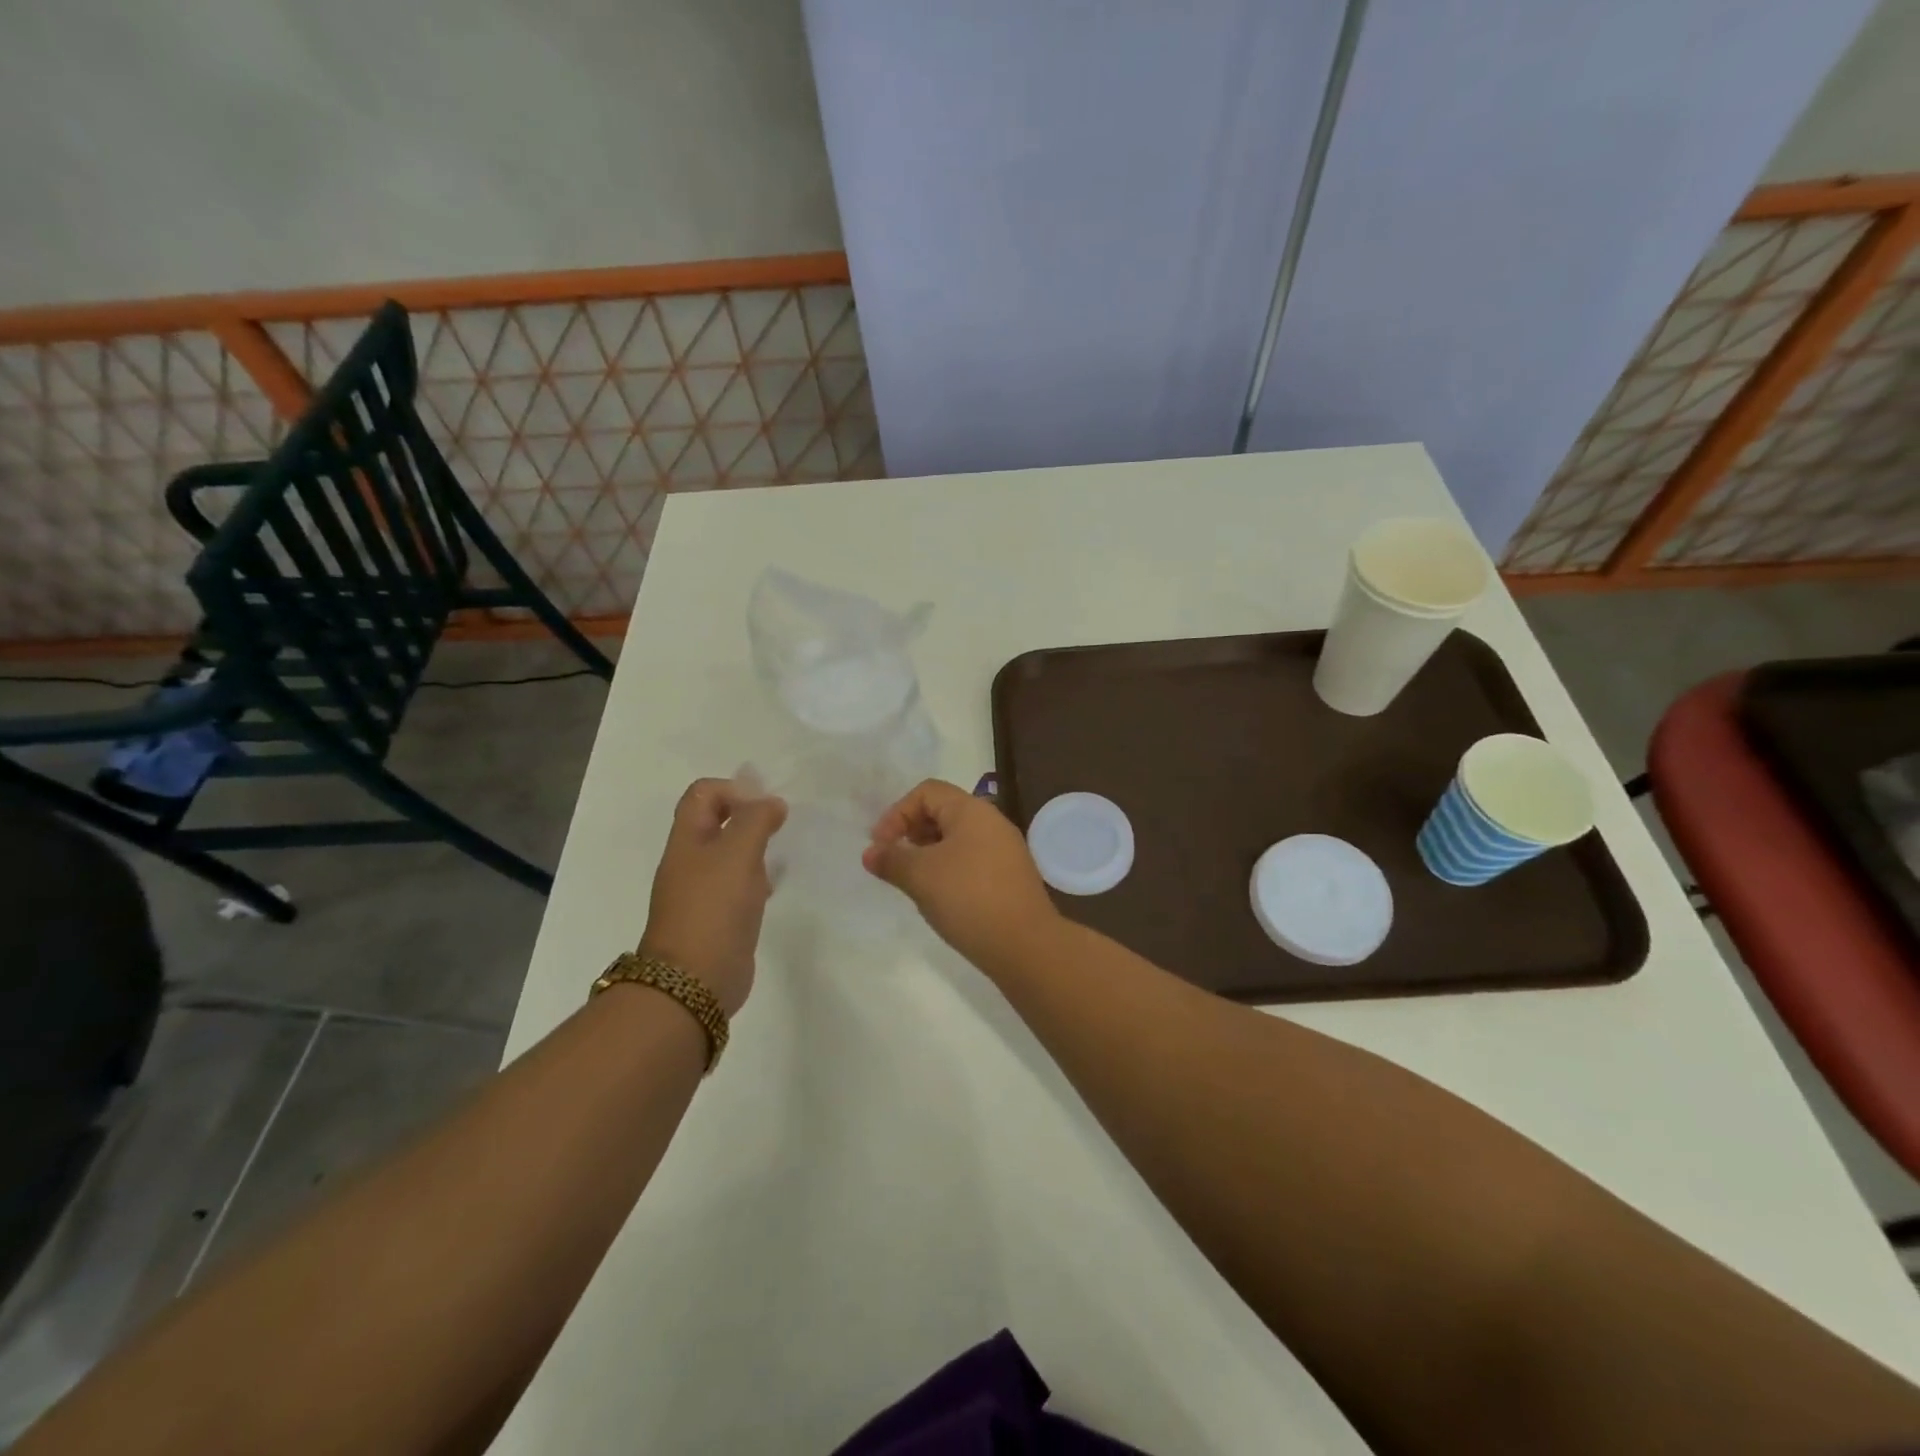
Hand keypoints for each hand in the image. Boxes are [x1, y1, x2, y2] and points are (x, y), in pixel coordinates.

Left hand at [640, 779, 788, 1016]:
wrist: (694, 981)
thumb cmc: (713, 909)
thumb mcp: (737, 853)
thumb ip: (756, 820)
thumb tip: (772, 803)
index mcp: (687, 840)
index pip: (703, 794)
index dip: (734, 789)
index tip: (765, 806)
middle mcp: (691, 861)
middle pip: (716, 821)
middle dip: (749, 816)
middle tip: (779, 826)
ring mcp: (703, 891)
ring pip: (730, 854)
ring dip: (755, 847)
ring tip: (780, 854)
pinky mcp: (719, 917)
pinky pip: (739, 885)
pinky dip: (757, 877)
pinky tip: (774, 887)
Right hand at [862, 779, 1061, 968]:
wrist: (1025, 945)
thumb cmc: (968, 898)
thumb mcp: (920, 876)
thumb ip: (891, 859)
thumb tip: (871, 853)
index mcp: (972, 810)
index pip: (927, 792)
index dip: (897, 813)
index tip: (881, 846)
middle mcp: (992, 822)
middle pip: (943, 812)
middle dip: (912, 832)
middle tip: (895, 862)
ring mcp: (1005, 850)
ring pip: (957, 838)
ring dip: (929, 854)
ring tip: (914, 882)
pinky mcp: (1010, 877)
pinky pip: (972, 860)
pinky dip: (949, 869)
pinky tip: (940, 897)